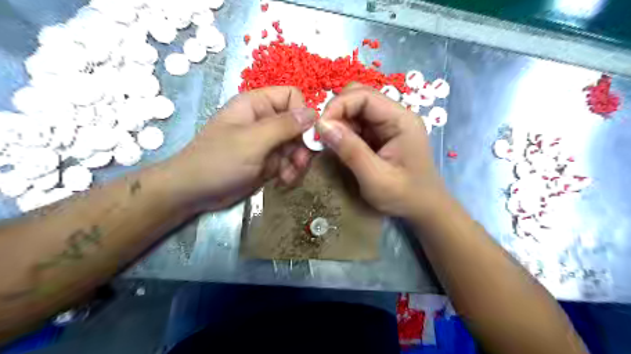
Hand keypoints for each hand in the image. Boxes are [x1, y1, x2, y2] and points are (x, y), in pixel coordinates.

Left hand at [166, 86, 315, 209]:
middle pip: (299, 125)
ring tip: (289, 177)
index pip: (292, 97)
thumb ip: (284, 125)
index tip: (307, 137)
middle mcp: (265, 120)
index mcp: (257, 105)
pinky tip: (283, 181)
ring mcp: (268, 142)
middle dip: (302, 145)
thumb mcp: (253, 141)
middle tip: (300, 163)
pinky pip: (290, 162)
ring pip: (297, 145)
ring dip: (298, 162)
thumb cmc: (219, 161)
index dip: (303, 114)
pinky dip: (291, 172)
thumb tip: (313, 113)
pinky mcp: (269, 161)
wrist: (194, 192)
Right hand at [318, 83, 445, 217]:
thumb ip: (350, 151)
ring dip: (339, 123)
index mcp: (400, 120)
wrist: (424, 208)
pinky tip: (341, 147)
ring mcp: (389, 124)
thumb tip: (322, 125)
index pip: (363, 96)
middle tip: (324, 136)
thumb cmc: (404, 196)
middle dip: (337, 112)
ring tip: (331, 145)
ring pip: (356, 109)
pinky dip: (344, 131)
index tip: (319, 129)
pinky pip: (358, 123)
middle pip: (359, 96)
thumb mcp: (375, 178)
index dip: (337, 106)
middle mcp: (395, 115)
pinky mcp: (382, 134)